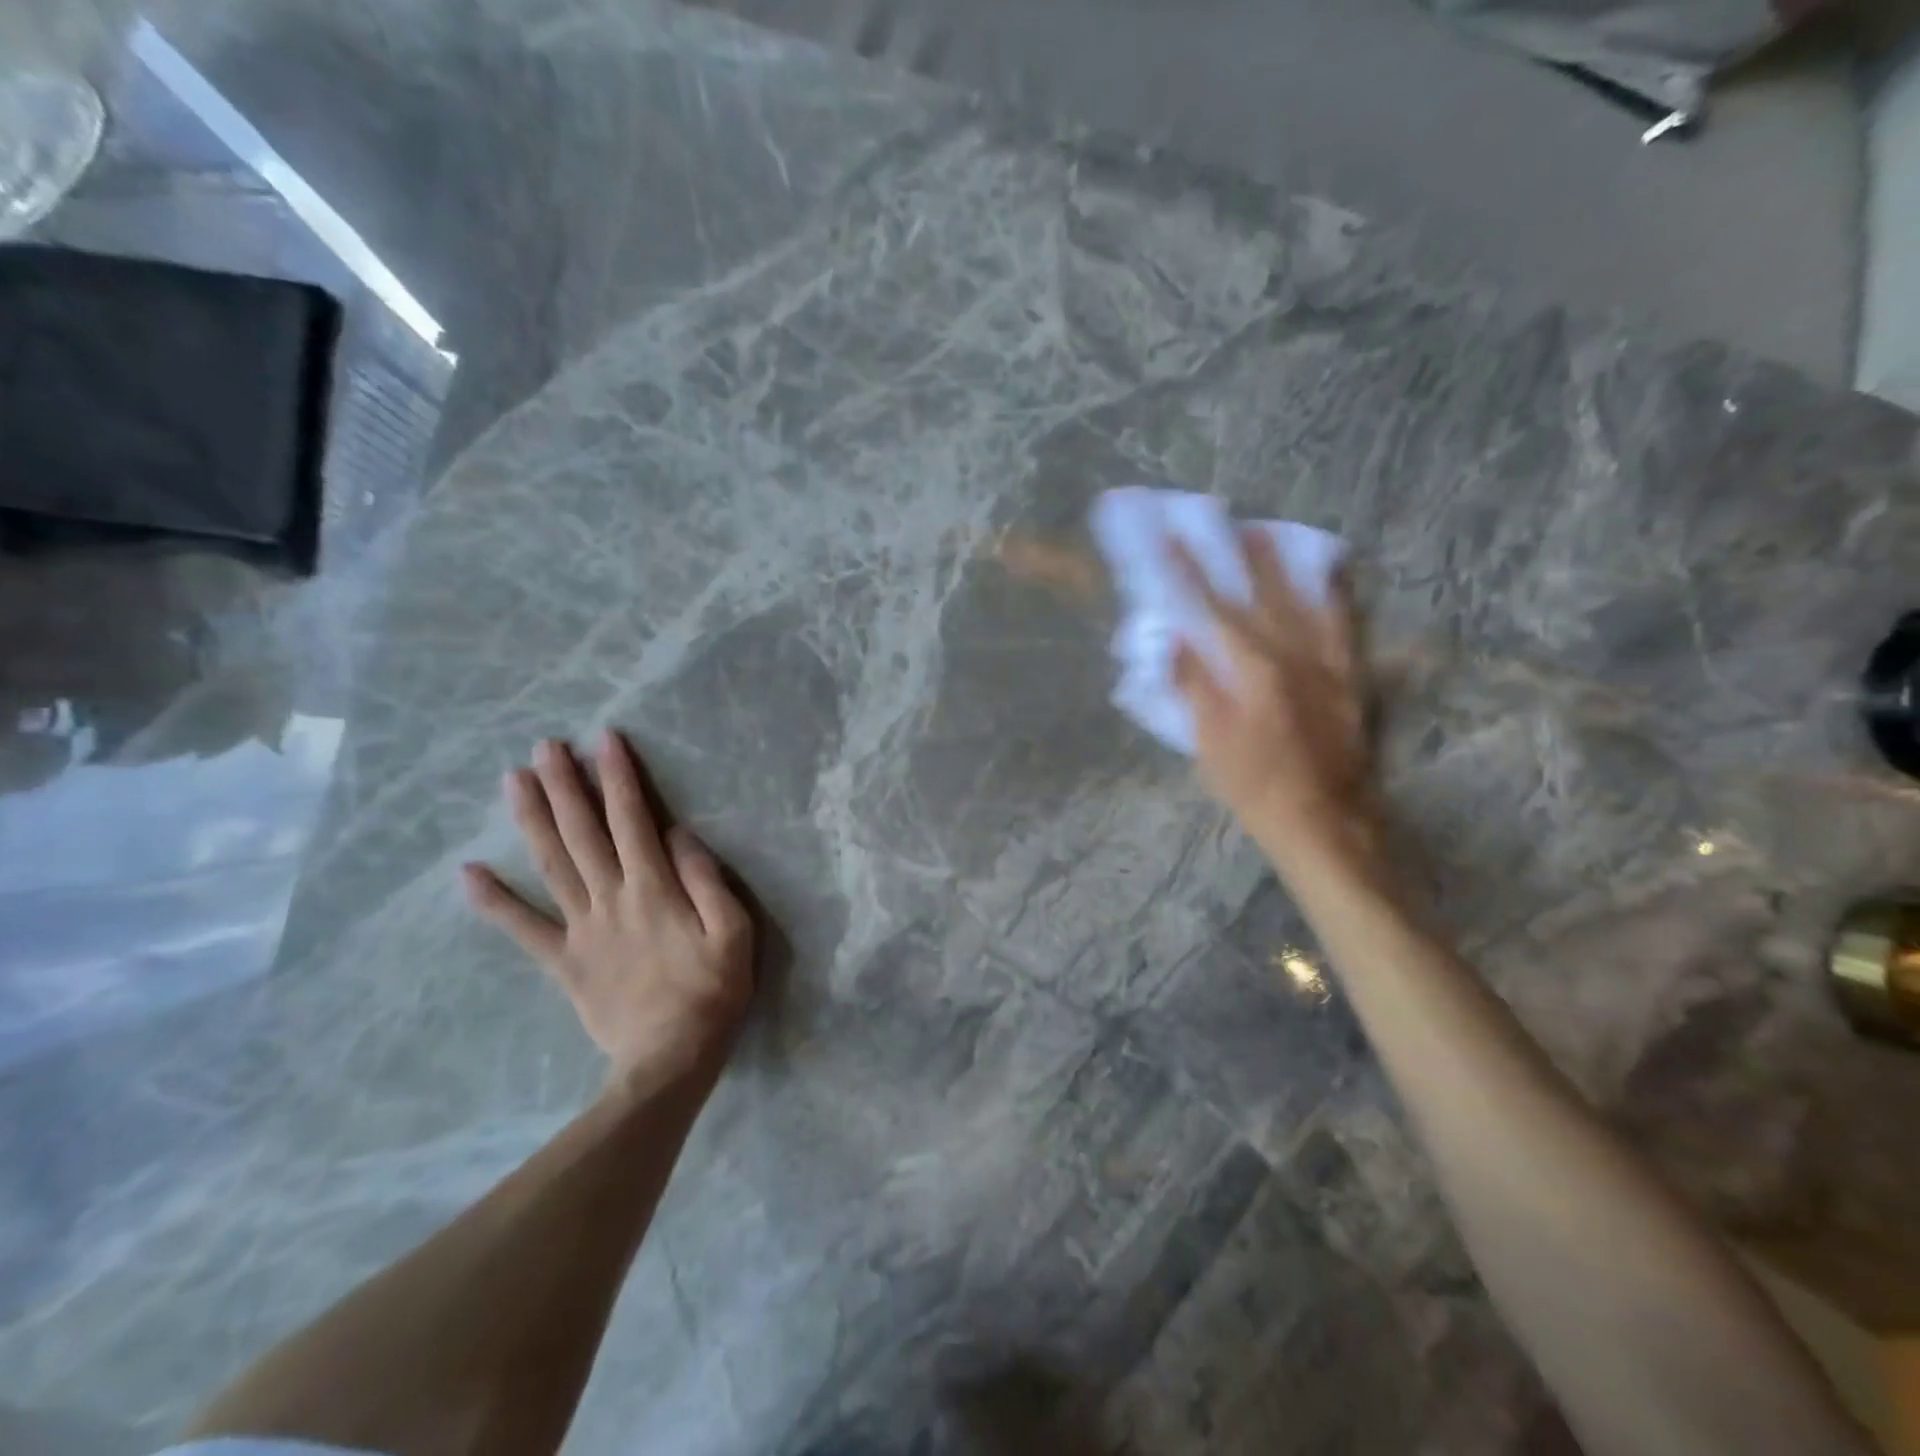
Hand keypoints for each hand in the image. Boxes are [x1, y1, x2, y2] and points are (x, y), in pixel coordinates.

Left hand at [463, 731, 754, 1085]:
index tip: (605, 740)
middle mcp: (611, 898)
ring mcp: (581, 929)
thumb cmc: (712, 992)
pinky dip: (494, 902)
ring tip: (513, 781)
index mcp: (654, 889)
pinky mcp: (564, 961)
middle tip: (545, 746)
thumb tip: (680, 834)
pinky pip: (523, 929)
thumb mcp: (735, 933)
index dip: (618, 778)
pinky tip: (469, 873)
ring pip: (551, 865)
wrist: (669, 1060)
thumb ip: (707, 881)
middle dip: (564, 786)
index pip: (633, 820)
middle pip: (582, 833)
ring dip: (532, 820)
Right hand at [1171, 529, 1384, 877]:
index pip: (1212, 608)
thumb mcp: (1209, 742)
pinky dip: (1334, 593)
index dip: (1188, 571)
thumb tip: (1175, 639)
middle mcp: (1294, 654)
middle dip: (1236, 554)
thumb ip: (1194, 686)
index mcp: (1253, 669)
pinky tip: (1329, 574)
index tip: (1170, 537)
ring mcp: (1328, 663)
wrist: (1325, 821)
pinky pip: (1345, 623)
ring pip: (1306, 598)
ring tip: (1268, 531)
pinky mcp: (1351, 677)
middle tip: (1222, 519)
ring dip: (1283, 563)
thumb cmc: (1256, 787)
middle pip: (1261, 592)